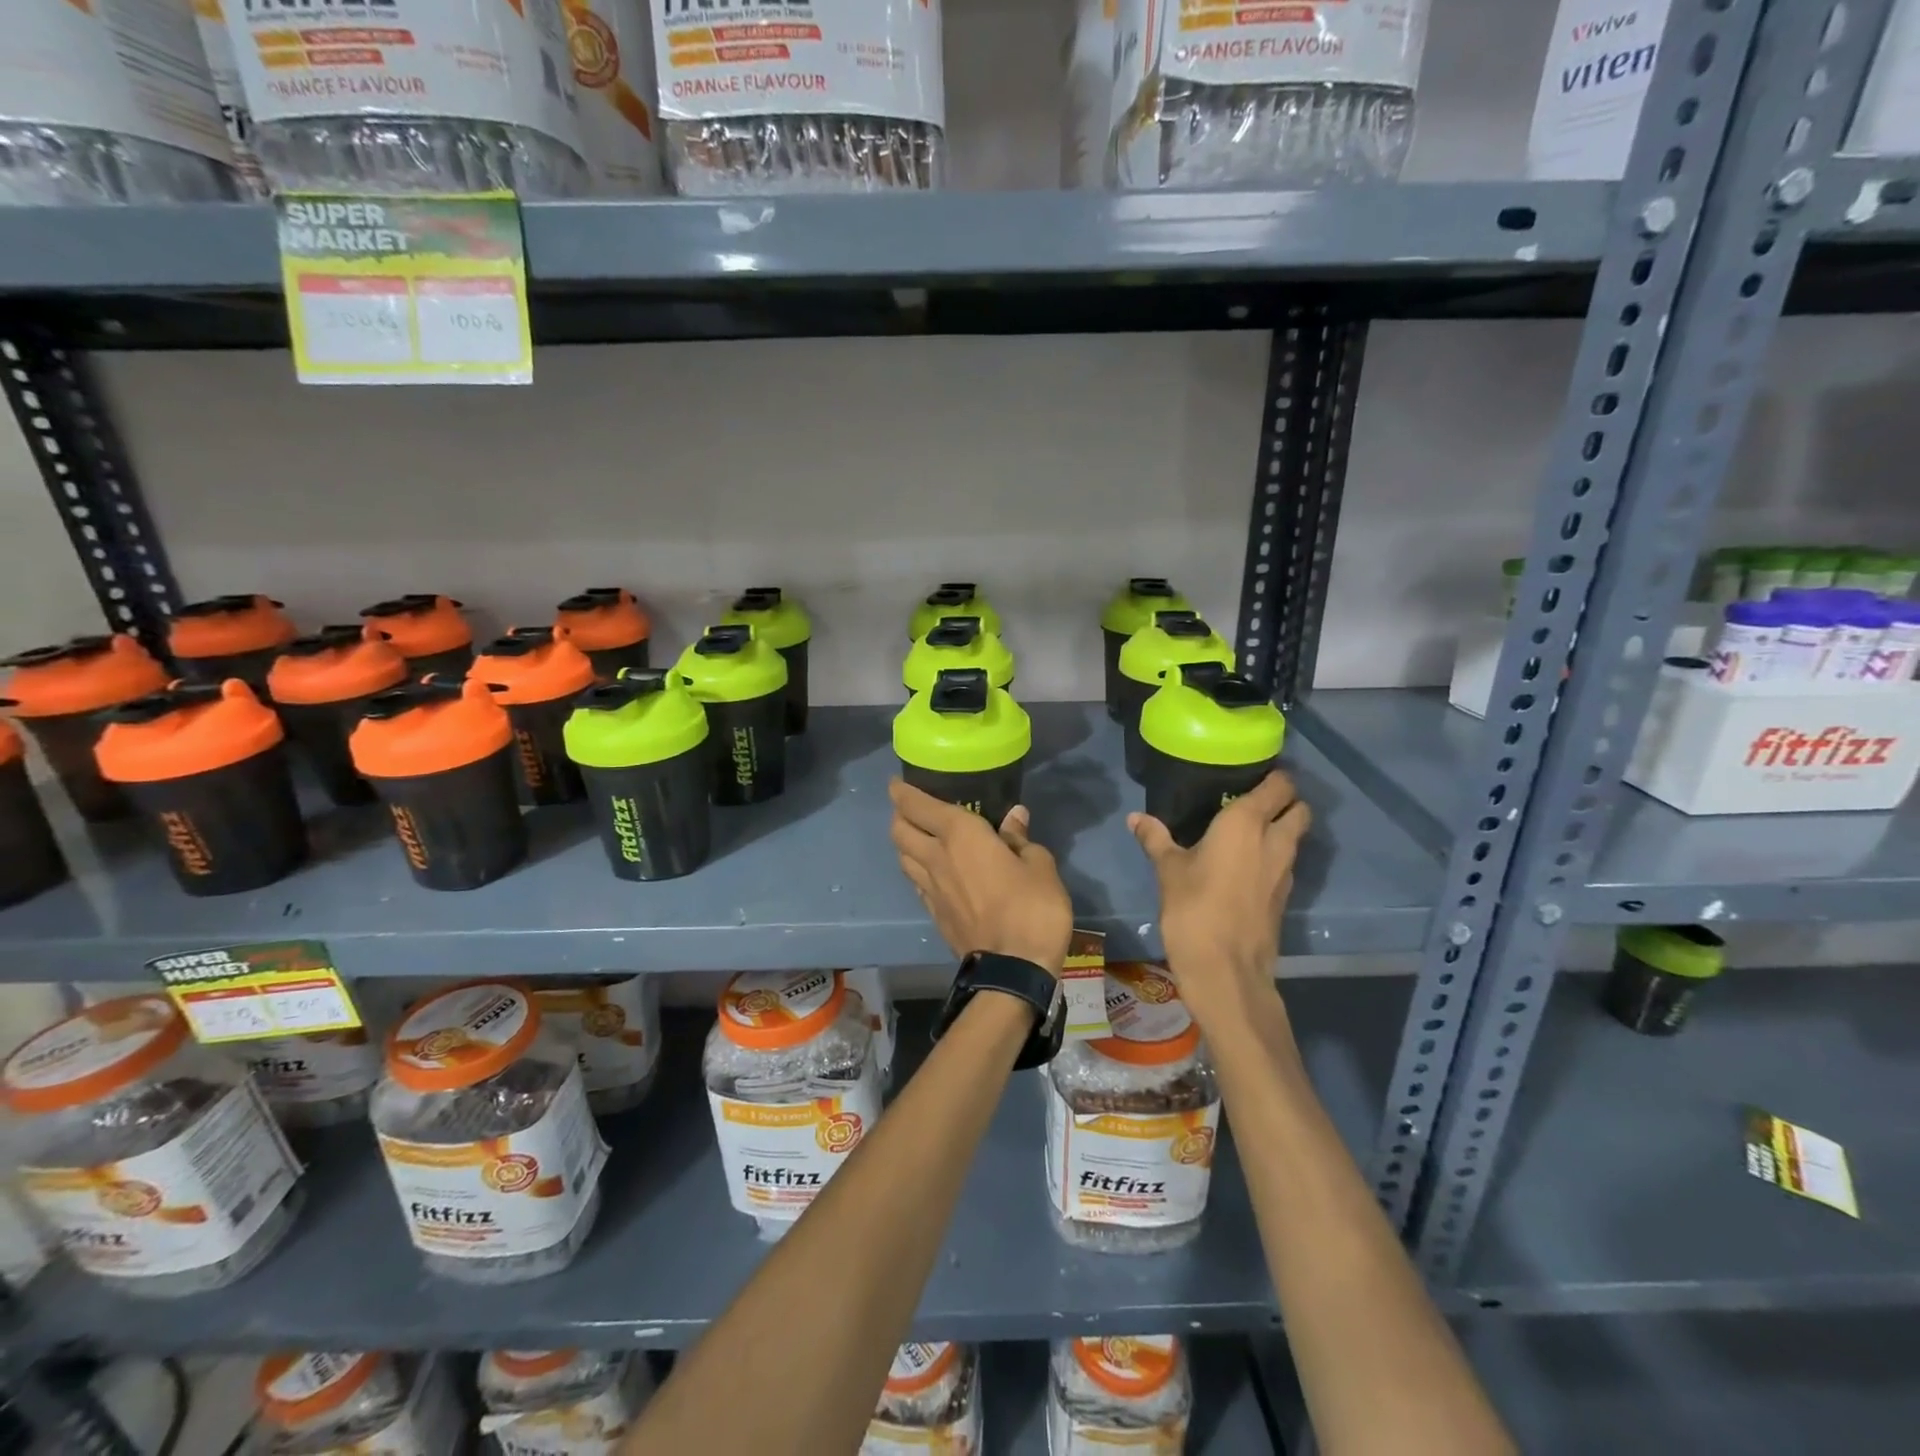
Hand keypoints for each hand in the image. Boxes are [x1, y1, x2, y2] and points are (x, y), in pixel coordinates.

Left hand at [889, 781, 1073, 974]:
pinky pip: (915, 881)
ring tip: (918, 836)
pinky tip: (930, 870)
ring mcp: (930, 888)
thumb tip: (1014, 816)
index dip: (902, 791)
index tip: (897, 782)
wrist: (1012, 970)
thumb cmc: (1032, 908)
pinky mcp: (933, 913)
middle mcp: (936, 857)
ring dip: (904, 842)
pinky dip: (916, 868)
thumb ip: (1021, 839)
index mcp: (960, 835)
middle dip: (899, 814)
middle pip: (900, 830)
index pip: (918, 805)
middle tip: (909, 806)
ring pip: (902, 856)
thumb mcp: (1039, 865)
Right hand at [1129, 772, 1310, 1019]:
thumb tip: (1136, 817)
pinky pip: (1285, 863)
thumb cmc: (1194, 909)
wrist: (1225, 971)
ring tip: (1246, 831)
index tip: (1250, 773)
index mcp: (1247, 823)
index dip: (1272, 776)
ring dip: (1281, 829)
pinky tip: (1246, 864)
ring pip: (1296, 837)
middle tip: (1252, 801)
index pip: (1279, 785)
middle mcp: (1275, 840)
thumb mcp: (1168, 870)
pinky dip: (1274, 856)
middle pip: (1299, 809)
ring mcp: (1285, 872)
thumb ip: (1155, 839)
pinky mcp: (1284, 897)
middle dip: (1285, 801)